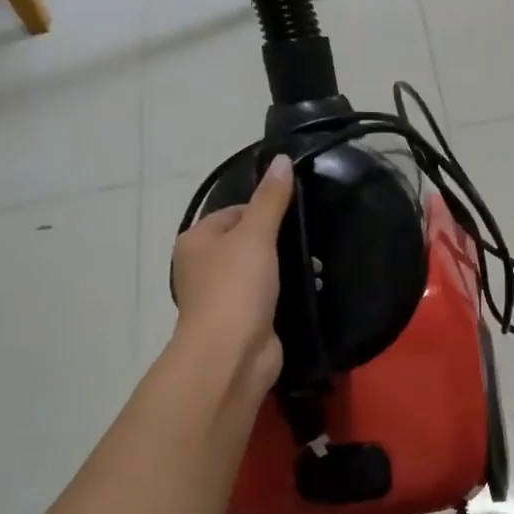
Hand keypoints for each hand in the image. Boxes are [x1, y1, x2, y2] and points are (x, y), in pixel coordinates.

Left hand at [169, 155, 292, 401]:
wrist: (231, 354)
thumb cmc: (236, 288)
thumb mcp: (256, 235)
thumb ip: (271, 199)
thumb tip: (281, 159)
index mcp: (196, 240)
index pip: (235, 212)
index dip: (266, 210)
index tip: (296, 216)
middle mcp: (203, 266)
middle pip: (248, 241)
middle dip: (279, 242)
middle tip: (310, 240)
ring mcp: (222, 296)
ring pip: (260, 270)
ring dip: (285, 269)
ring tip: (316, 266)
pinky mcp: (243, 320)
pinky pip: (267, 297)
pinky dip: (286, 293)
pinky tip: (309, 290)